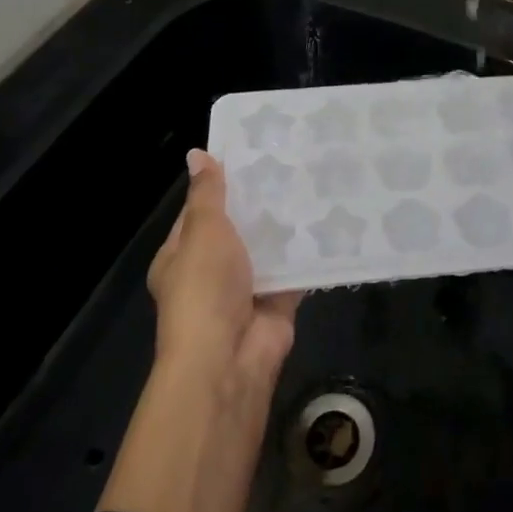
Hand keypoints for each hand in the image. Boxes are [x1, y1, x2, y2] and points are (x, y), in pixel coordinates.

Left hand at [100, 151, 300, 511]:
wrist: (229, 358)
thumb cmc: (205, 288)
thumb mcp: (203, 232)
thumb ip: (208, 195)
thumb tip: (197, 154)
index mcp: (181, 256)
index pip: (199, 211)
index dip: (220, 184)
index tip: (251, 152)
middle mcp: (211, 271)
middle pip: (238, 228)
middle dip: (260, 202)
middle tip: (292, 160)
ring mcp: (246, 287)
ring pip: (268, 247)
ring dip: (286, 224)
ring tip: (315, 181)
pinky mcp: (277, 300)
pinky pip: (295, 268)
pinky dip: (309, 251)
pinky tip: (331, 219)